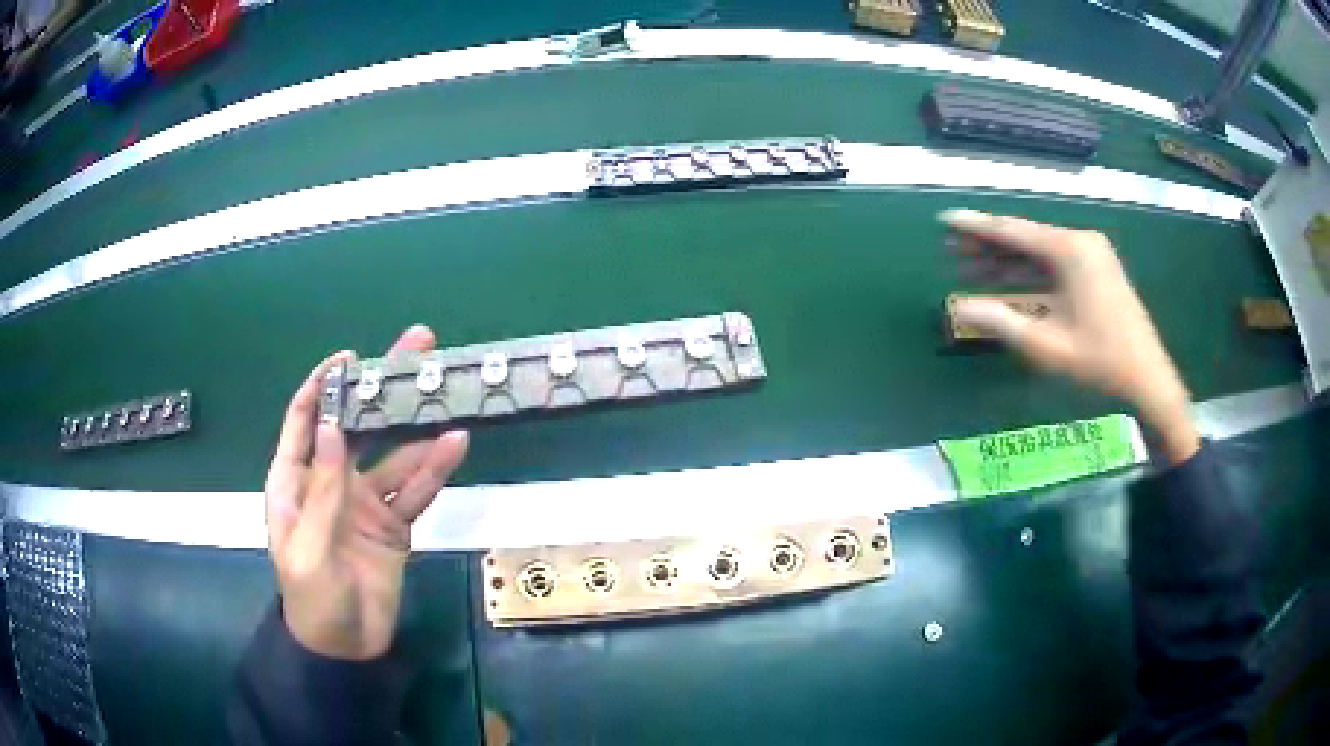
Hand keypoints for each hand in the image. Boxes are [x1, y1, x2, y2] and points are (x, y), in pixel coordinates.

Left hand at [265, 325, 469, 659]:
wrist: (346, 647)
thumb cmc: (312, 598)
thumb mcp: (308, 548)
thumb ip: (321, 492)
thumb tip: (333, 428)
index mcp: (296, 482)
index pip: (305, 421)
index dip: (323, 385)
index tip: (350, 358)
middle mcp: (330, 482)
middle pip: (356, 425)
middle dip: (380, 389)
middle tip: (415, 349)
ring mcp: (365, 503)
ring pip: (394, 455)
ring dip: (418, 428)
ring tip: (444, 396)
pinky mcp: (393, 525)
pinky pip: (415, 492)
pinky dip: (434, 470)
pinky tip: (454, 445)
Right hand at [942, 209, 1199, 464]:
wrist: (1148, 379)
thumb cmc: (1100, 362)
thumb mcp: (1047, 346)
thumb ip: (1001, 322)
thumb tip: (958, 307)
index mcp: (1069, 251)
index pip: (1012, 231)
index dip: (975, 227)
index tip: (945, 220)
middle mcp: (1080, 242)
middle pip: (1024, 238)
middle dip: (986, 246)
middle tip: (949, 250)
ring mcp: (1091, 254)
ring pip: (1039, 252)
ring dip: (1006, 261)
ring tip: (968, 266)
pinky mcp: (1097, 269)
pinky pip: (1054, 263)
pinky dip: (1029, 272)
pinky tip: (1006, 279)